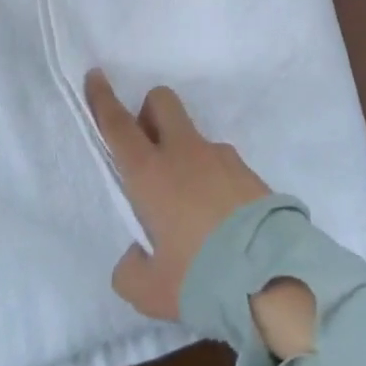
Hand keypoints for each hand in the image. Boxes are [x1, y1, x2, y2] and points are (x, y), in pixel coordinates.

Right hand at [85, 71, 316, 357]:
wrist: (269, 274)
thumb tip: (137, 255)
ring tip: (188, 211)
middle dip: (148, 111)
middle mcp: (184, 153)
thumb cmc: (199, 277)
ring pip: (192, 136)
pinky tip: (218, 221)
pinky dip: (210, 179)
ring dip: (182, 155)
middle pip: (162, 102)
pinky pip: (219, 163)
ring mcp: (220, 156)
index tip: (96, 75)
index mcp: (151, 174)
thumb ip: (131, 270)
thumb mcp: (150, 290)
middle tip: (146, 149)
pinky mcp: (247, 169)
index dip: (104, 100)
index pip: (120, 126)